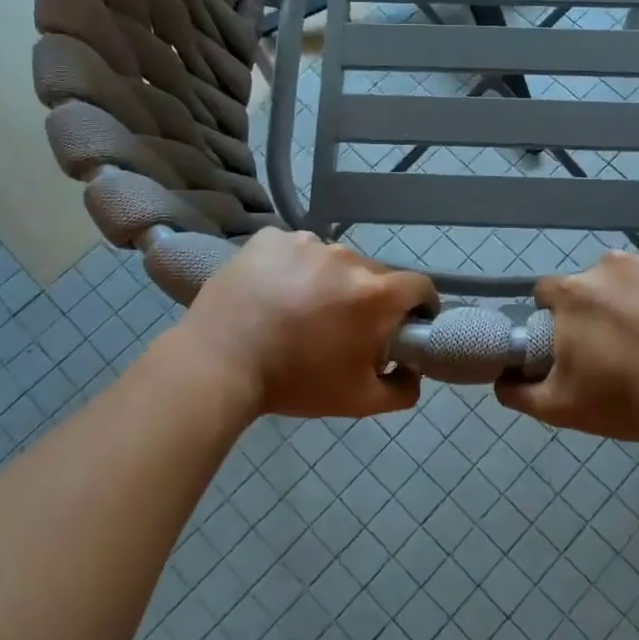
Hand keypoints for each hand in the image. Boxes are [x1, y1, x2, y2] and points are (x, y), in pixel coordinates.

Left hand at [178, 229, 436, 418]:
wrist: (218, 364)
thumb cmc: (295, 382)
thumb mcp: (358, 401)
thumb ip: (402, 389)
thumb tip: (413, 371)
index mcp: (376, 293)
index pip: (420, 286)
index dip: (420, 305)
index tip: (406, 323)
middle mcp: (347, 257)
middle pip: (374, 273)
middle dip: (368, 298)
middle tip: (342, 327)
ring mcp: (306, 241)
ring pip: (333, 260)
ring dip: (328, 281)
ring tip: (299, 310)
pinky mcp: (270, 237)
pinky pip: (294, 249)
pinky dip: (291, 267)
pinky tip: (272, 292)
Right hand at [498, 248, 638, 445]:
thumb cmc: (629, 402)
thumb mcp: (560, 409)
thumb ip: (518, 392)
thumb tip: (501, 377)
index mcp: (574, 293)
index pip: (550, 292)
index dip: (558, 315)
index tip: (575, 338)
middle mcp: (610, 264)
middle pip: (595, 280)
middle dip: (602, 304)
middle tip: (623, 342)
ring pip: (638, 270)